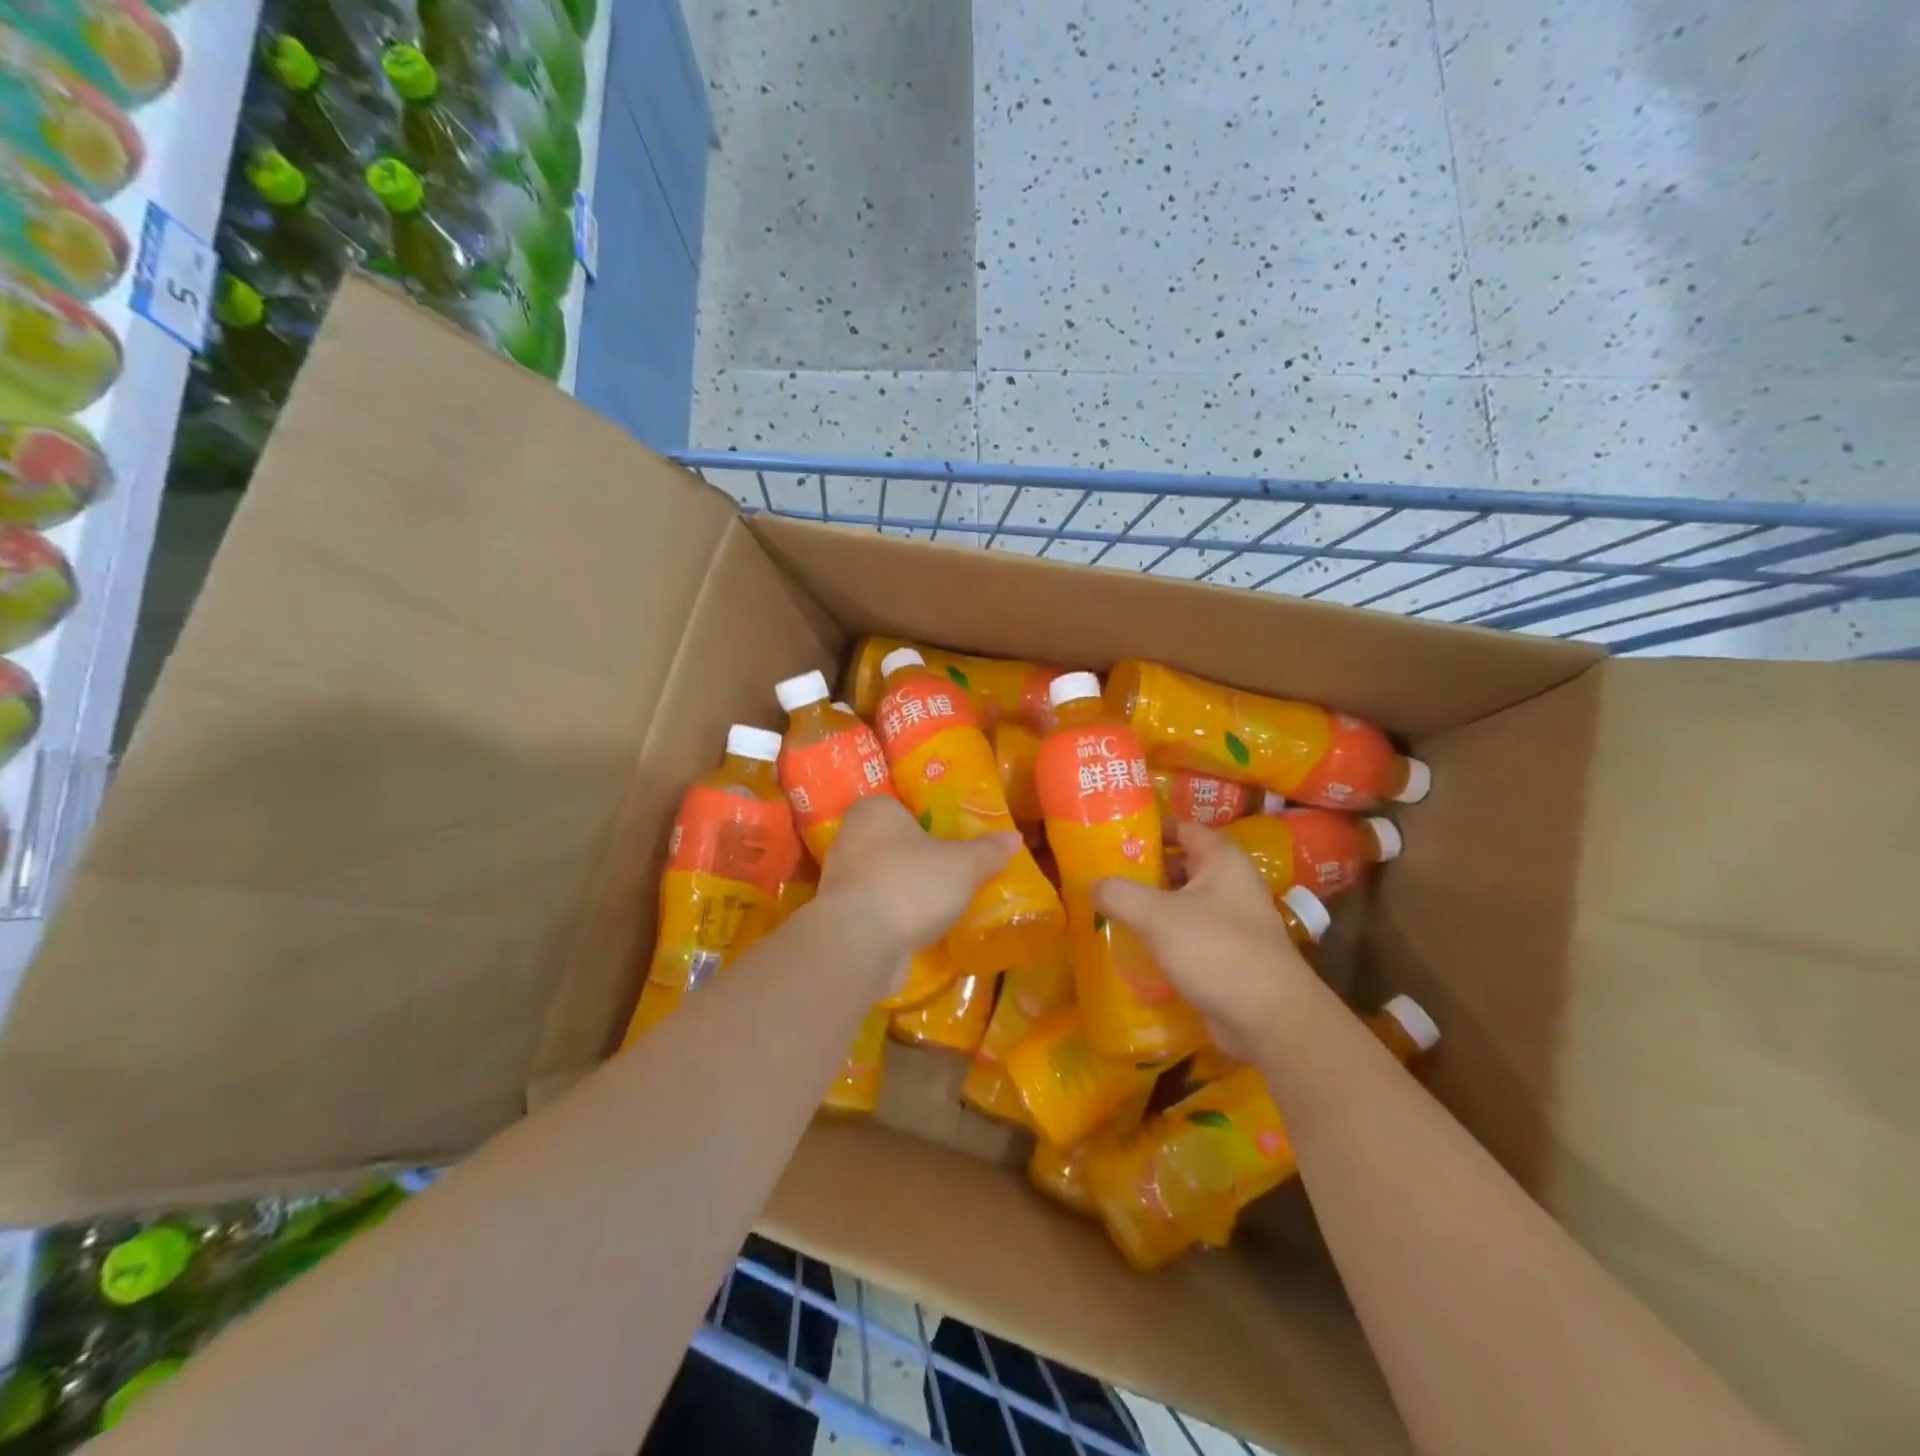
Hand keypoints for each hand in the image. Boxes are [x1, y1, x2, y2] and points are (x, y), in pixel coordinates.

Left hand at [816, 796, 1020, 962]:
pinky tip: (917, 929)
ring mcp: (839, 880)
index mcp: (875, 811)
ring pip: (881, 877)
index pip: (900, 806)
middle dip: (915, 857)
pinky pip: (874, 909)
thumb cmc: (911, 883)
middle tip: (949, 871)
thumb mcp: (963, 865)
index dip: (924, 821)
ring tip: (938, 904)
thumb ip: (988, 851)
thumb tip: (1015, 838)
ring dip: (903, 890)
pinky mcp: (839, 917)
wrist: (860, 942)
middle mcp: (850, 838)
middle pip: (890, 843)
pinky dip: (892, 917)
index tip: (948, 839)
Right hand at [1093, 821, 1315, 1055]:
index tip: (1116, 837)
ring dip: (1153, 907)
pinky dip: (1166, 937)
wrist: (1270, 1018)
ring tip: (1113, 911)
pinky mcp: (1230, 955)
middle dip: (1146, 871)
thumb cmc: (1216, 950)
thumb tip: (1094, 884)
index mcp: (1222, 861)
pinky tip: (1137, 947)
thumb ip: (1120, 894)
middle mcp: (1232, 885)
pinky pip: (1191, 935)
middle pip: (1182, 866)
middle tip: (1106, 877)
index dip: (1151, 830)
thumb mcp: (1158, 917)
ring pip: (1185, 903)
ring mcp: (1234, 922)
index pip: (1183, 829)